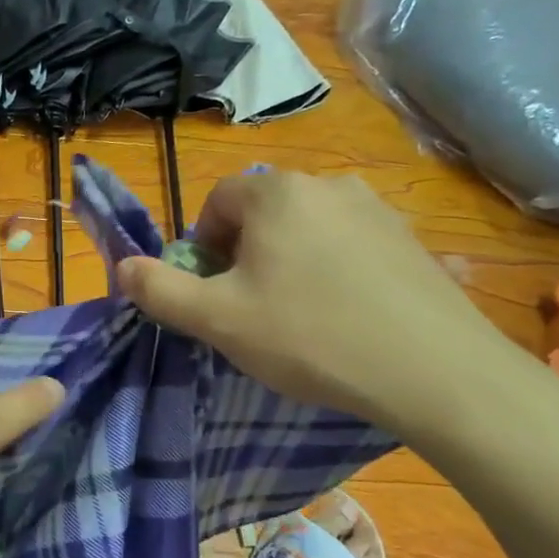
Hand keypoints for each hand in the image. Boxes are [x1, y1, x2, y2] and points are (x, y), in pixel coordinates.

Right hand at [114, 171, 521, 428]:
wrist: (435, 372)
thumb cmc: (309, 336)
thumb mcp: (217, 320)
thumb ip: (159, 290)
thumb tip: (122, 269)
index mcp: (276, 193)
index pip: (217, 203)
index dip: (203, 248)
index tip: (214, 292)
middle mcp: (327, 185)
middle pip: (262, 214)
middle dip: (244, 255)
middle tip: (252, 309)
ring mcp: (377, 209)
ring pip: (306, 229)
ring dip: (288, 262)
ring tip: (299, 316)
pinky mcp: (411, 240)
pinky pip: (349, 245)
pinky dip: (333, 271)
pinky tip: (346, 316)